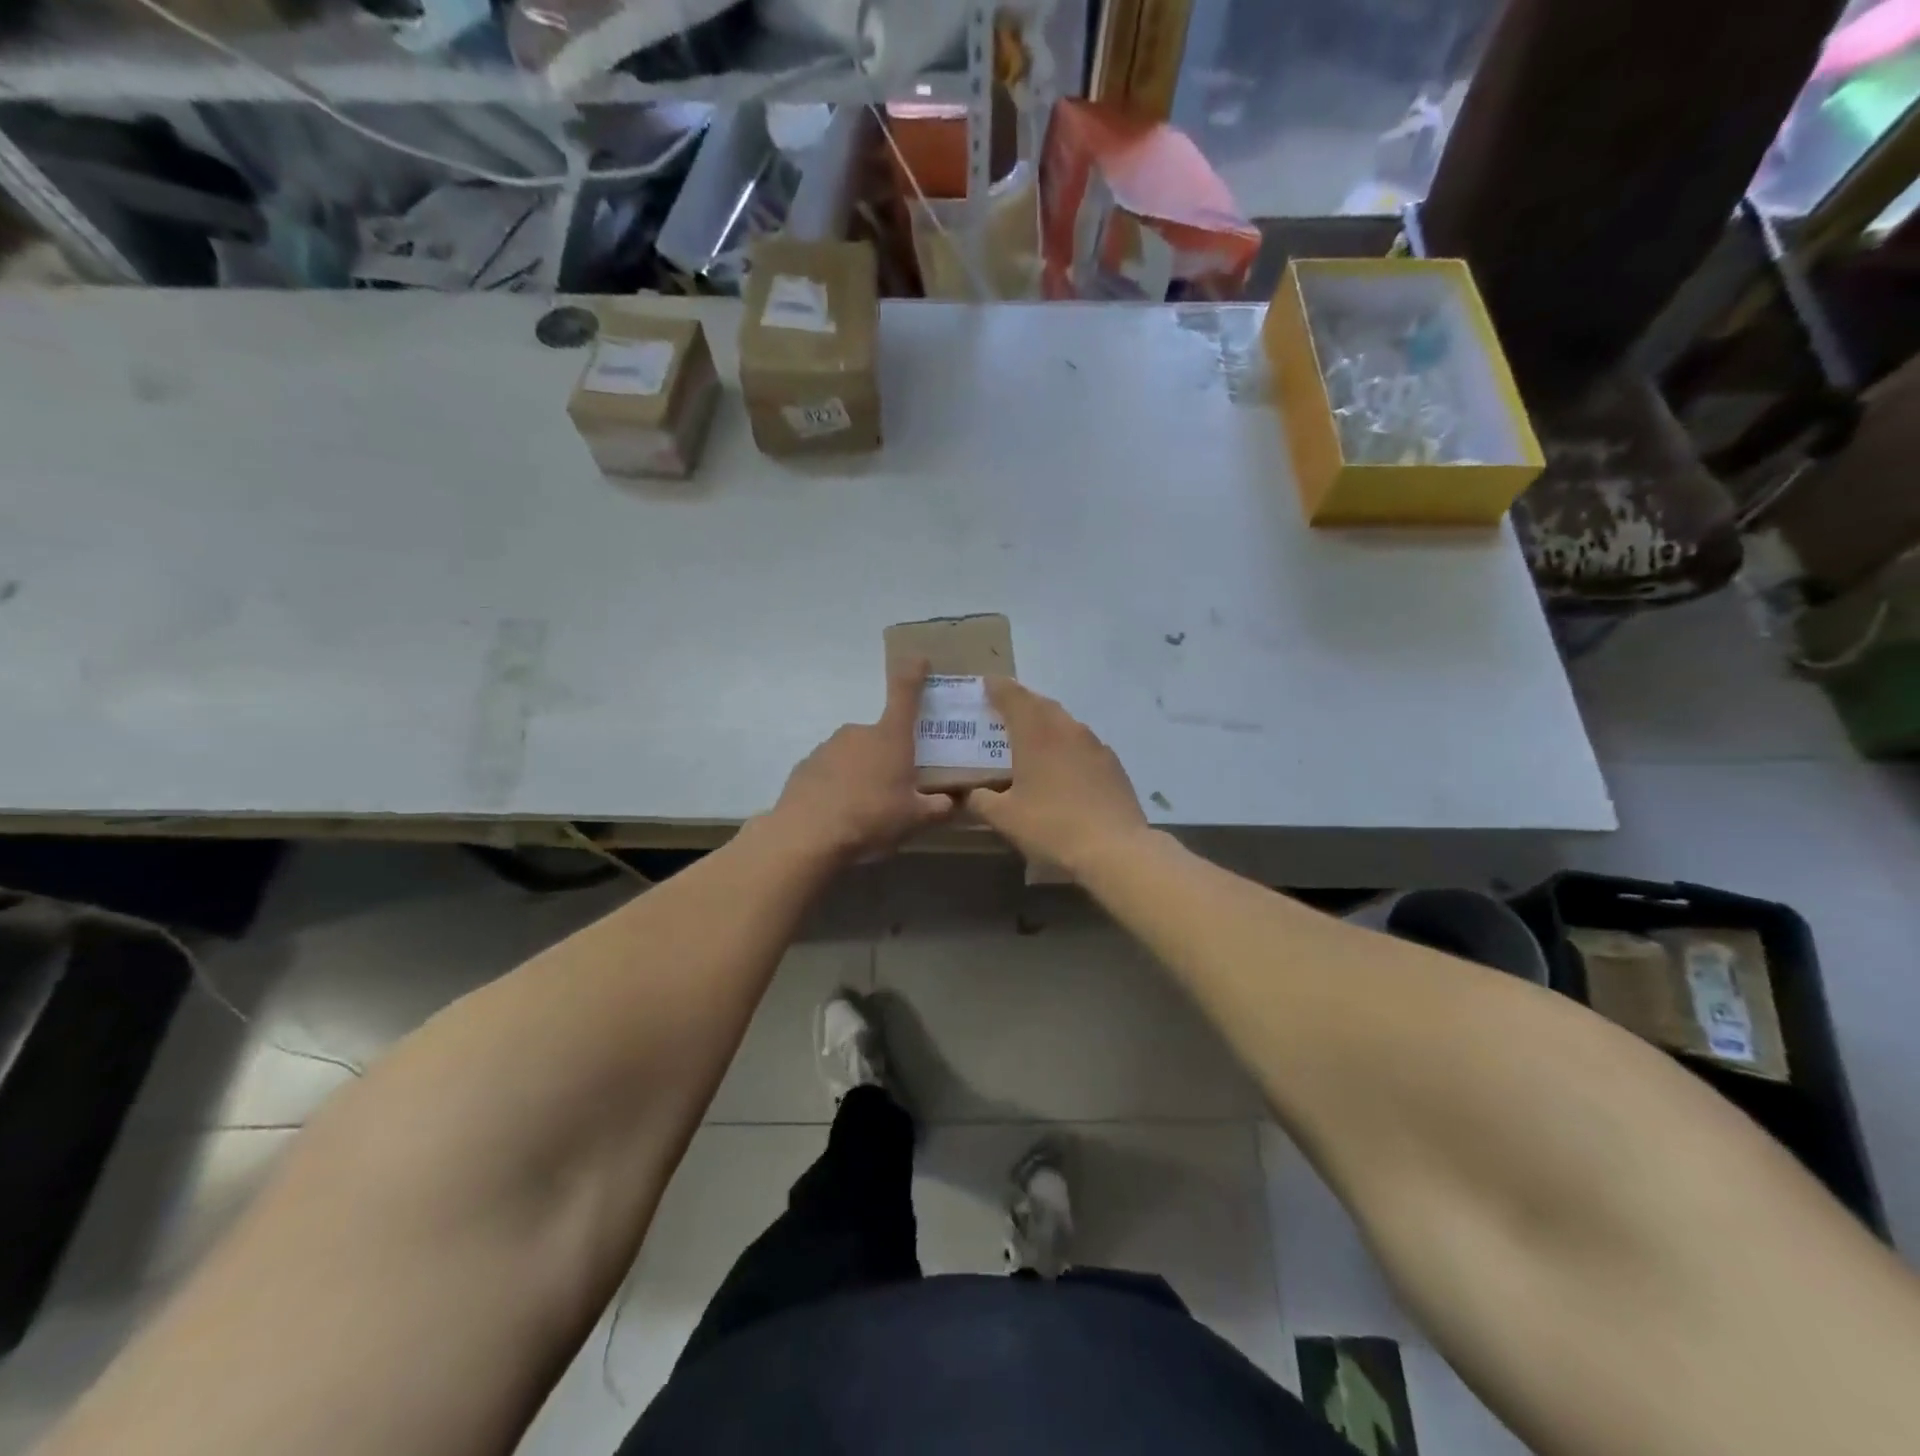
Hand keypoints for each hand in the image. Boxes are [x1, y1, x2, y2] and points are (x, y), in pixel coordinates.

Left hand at [768, 659, 956, 862]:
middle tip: (896, 789)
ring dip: (862, 773)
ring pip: (855, 755)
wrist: (808, 834)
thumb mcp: (915, 819)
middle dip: (889, 757)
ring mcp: (828, 747)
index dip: (913, 672)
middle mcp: (859, 733)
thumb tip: (956, 802)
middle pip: (881, 737)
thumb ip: (939, 808)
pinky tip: (839, 812)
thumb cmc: (871, 818)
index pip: (905, 693)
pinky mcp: (806, 766)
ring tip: (865, 808)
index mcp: (891, 737)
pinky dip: (838, 785)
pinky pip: (831, 771)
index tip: (918, 658)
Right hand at [965, 678, 1148, 876]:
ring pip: (1065, 723)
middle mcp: (1067, 729)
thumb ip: (981, 800)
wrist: (1114, 849)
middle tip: (1005, 712)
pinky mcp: (1113, 764)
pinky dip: (1067, 746)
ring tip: (1032, 739)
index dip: (997, 688)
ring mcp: (1094, 745)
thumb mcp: (1004, 818)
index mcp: (1036, 733)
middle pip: (1041, 704)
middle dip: (1022, 704)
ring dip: (1046, 724)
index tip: (986, 685)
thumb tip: (971, 794)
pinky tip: (1063, 767)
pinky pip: (1083, 745)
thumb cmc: (1051, 826)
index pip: (1013, 696)